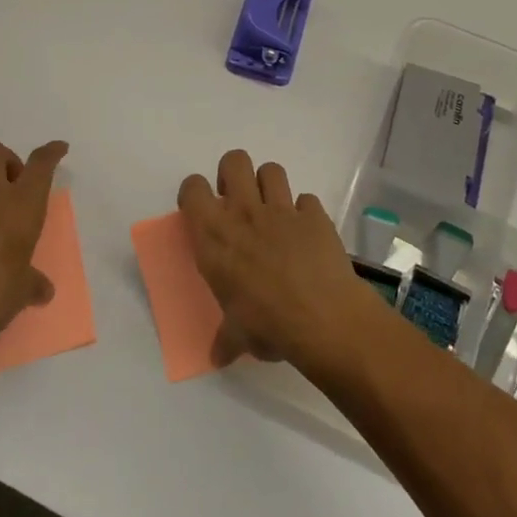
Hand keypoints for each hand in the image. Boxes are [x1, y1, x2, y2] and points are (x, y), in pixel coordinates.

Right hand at [177, 150, 381, 372]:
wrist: (323, 318)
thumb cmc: (268, 325)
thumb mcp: (238, 336)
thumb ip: (226, 338)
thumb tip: (217, 356)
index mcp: (215, 237)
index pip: (193, 189)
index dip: (195, 193)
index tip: (200, 208)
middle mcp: (244, 213)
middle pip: (234, 161)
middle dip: (232, 174)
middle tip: (237, 201)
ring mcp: (282, 209)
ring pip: (271, 170)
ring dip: (269, 185)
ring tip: (272, 210)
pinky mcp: (314, 215)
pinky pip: (307, 199)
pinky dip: (305, 212)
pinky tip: (307, 233)